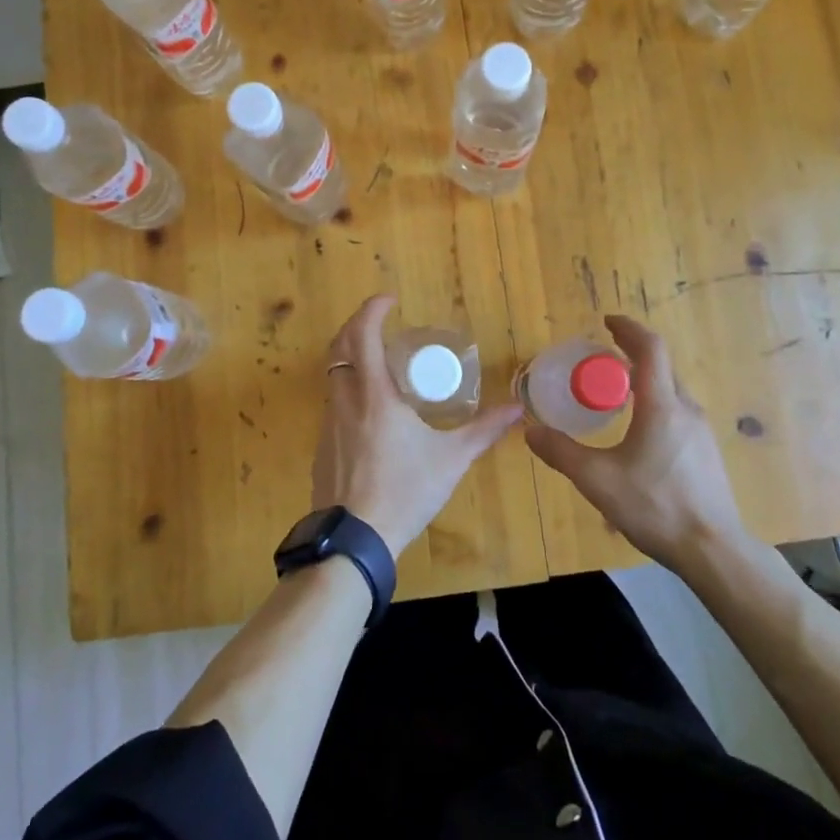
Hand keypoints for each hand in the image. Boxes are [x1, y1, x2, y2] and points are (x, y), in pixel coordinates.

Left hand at [312, 295, 522, 557]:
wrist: (354, 540)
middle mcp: (345, 401)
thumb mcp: (451, 460)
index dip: (371, 309)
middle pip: (339, 347)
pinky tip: (371, 411)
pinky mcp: (322, 446)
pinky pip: (333, 403)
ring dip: (351, 357)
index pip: (362, 335)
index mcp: (374, 395)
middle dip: (357, 326)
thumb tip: (517, 409)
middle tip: (382, 323)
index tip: (390, 300)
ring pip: (333, 375)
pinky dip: (349, 388)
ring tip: (381, 364)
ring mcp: (329, 423)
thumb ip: (484, 431)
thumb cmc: (404, 491)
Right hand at [524, 315, 748, 573]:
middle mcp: (686, 409)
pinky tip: (637, 432)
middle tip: (600, 359)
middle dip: (631, 354)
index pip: (650, 348)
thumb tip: (530, 431)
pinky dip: (654, 404)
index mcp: (661, 405)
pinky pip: (677, 412)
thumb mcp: (597, 480)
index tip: (607, 322)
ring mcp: (701, 432)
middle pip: (660, 367)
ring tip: (615, 393)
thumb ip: (562, 453)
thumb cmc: (655, 506)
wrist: (713, 550)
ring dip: (644, 380)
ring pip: (670, 391)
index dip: (628, 329)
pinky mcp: (706, 452)